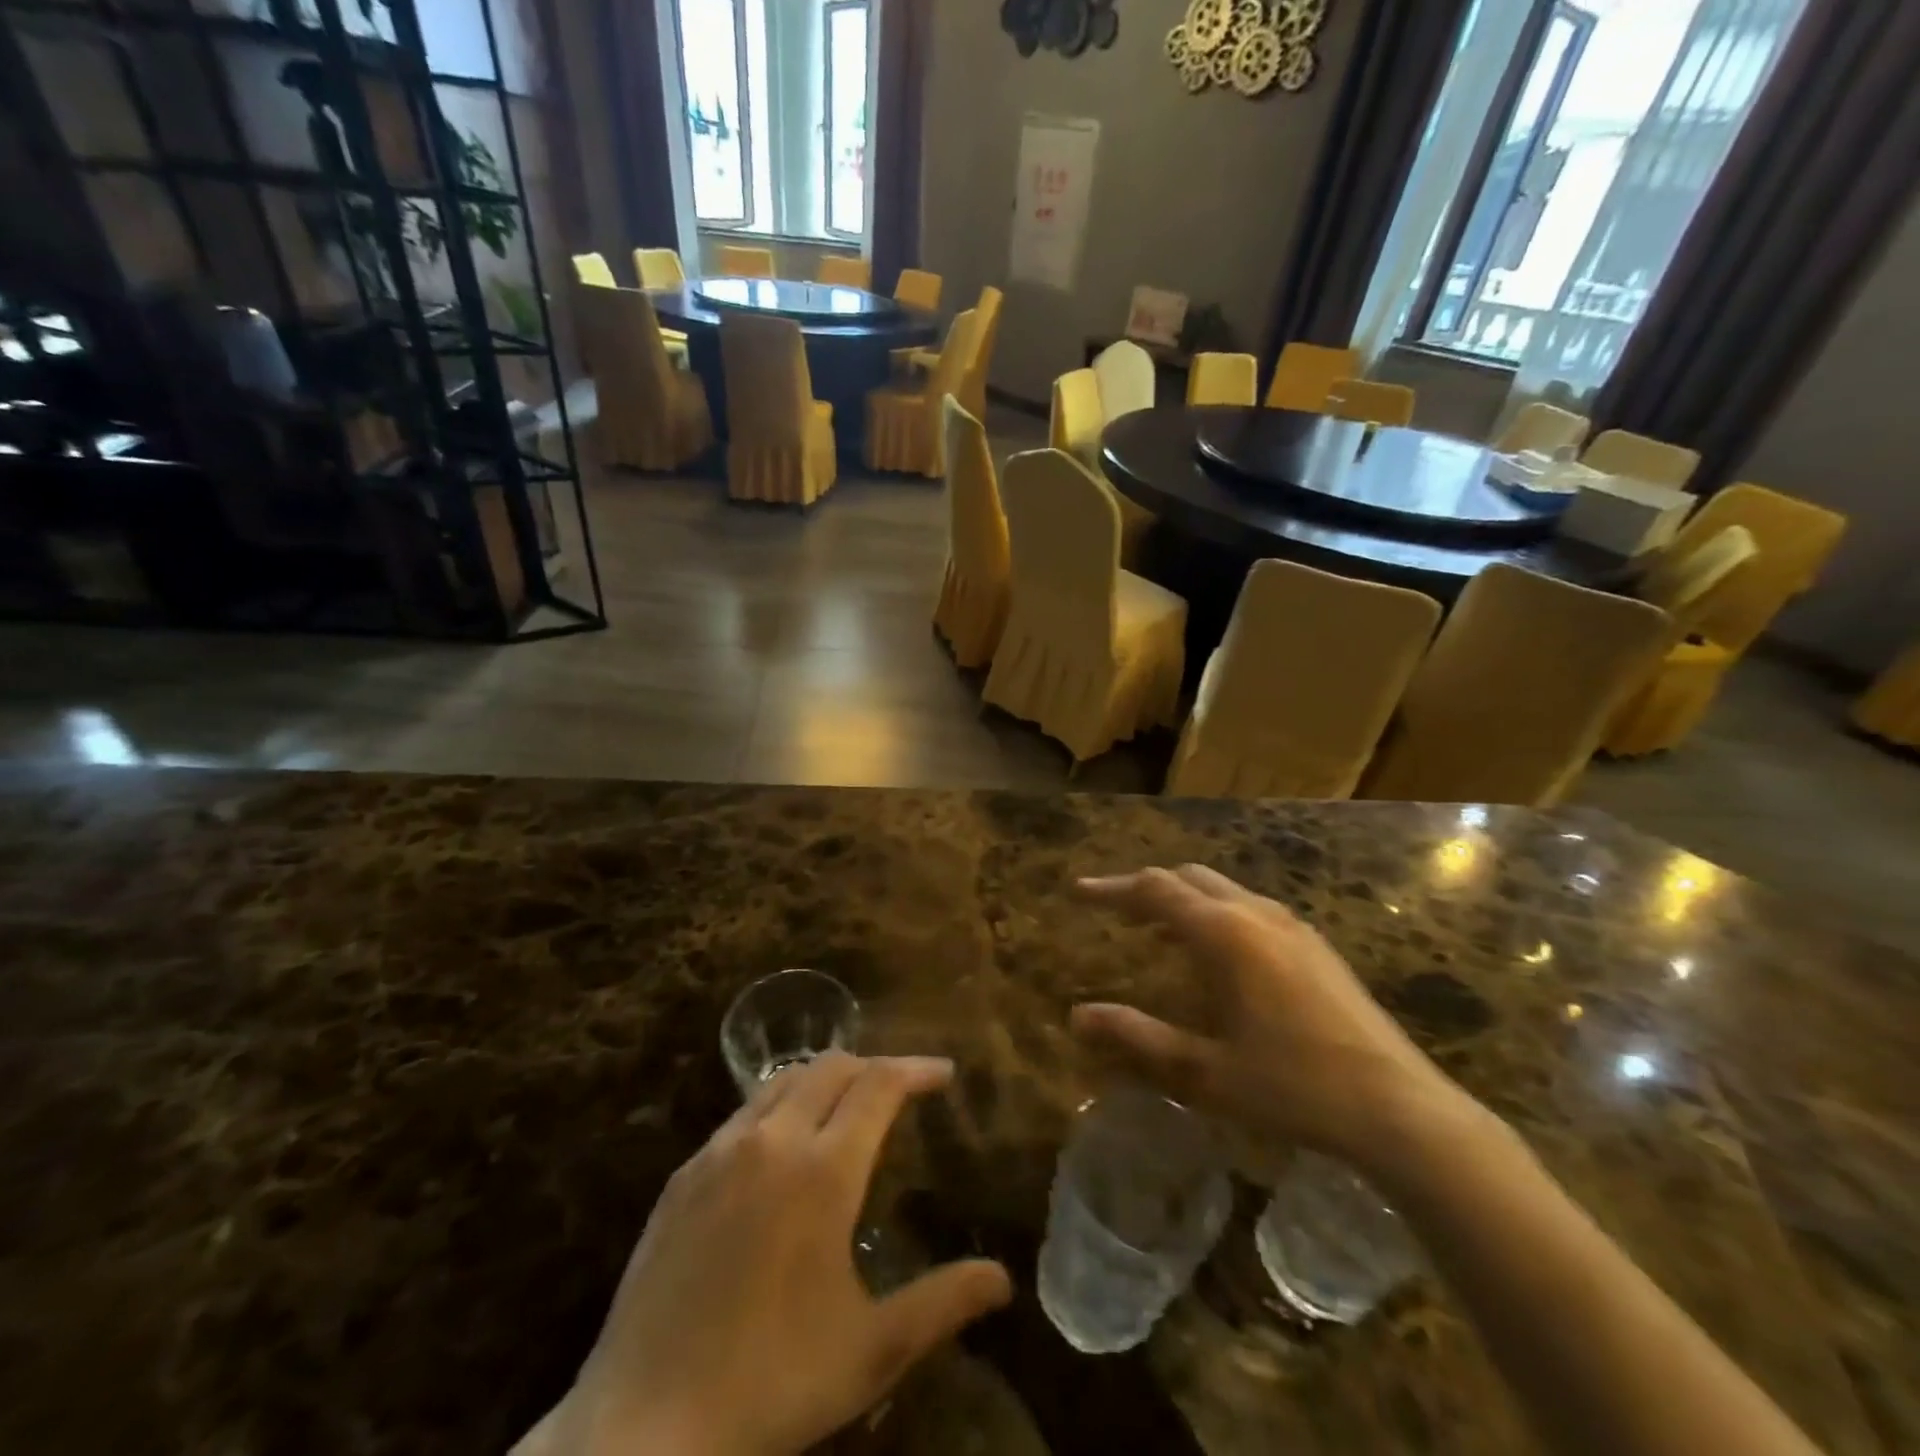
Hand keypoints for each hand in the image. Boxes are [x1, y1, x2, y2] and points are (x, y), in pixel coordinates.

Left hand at [525, 1054, 1012, 1455]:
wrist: (641, 1429)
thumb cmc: (769, 1386)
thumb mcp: (870, 1351)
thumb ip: (942, 1303)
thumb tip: (1002, 1279)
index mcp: (823, 1170)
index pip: (880, 1084)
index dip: (917, 1069)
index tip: (944, 1074)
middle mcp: (772, 1140)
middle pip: (832, 1066)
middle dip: (874, 1067)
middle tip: (900, 1092)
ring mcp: (720, 1152)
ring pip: (784, 1082)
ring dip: (825, 1080)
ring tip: (846, 1110)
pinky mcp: (683, 1175)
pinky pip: (744, 1115)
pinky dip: (780, 1108)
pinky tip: (781, 1152)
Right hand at [1073, 866, 1475, 1178]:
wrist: (1400, 1108)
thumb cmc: (1293, 1087)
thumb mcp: (1204, 1072)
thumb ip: (1138, 1039)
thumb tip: (1077, 1017)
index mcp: (1225, 934)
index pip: (1153, 890)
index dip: (1111, 887)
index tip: (1078, 890)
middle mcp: (1256, 914)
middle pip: (1188, 878)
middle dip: (1146, 888)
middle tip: (1115, 912)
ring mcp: (1292, 926)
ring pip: (1222, 889)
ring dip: (1182, 900)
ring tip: (1156, 931)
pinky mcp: (1315, 945)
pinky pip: (1249, 908)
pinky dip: (1215, 913)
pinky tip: (1215, 956)